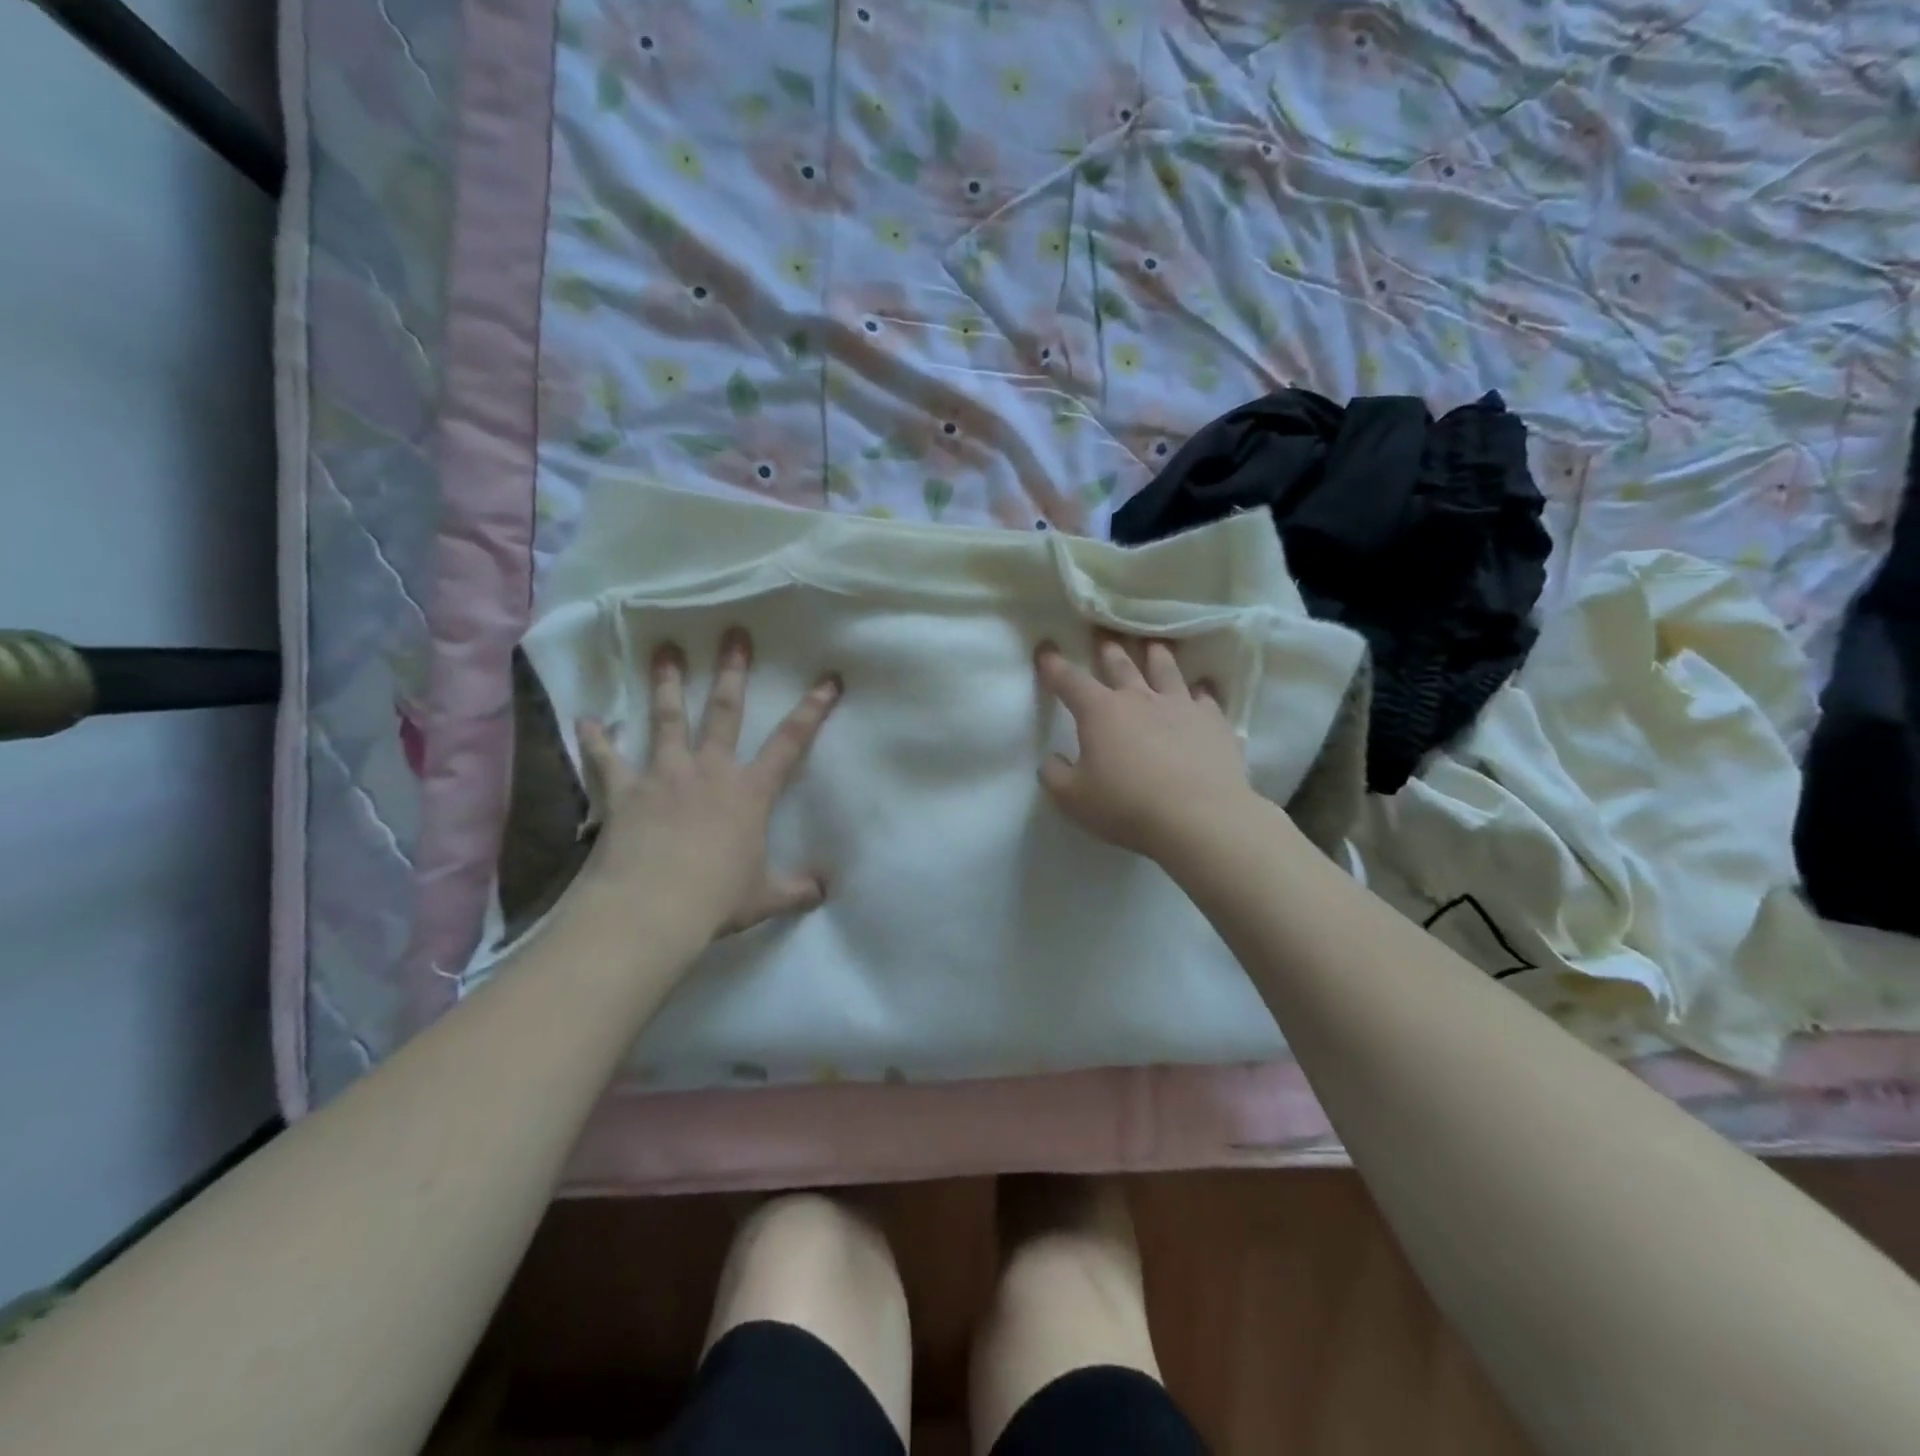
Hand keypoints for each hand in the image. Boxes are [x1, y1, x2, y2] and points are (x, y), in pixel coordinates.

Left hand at [575, 628, 840, 940]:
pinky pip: (606, 759)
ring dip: (668, 683)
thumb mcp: (766, 897)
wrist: (652, 909)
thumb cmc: (717, 899)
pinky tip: (587, 719)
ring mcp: (664, 776)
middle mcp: (709, 771)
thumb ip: (797, 889)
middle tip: (734, 634)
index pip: (791, 742)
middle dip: (732, 671)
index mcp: (749, 793)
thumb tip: (824, 890)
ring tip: (666, 650)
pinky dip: (596, 739)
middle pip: (725, 712)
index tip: (828, 679)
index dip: (813, 710)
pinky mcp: (625, 792)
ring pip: (668, 719)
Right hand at [1036, 634, 1251, 861]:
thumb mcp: (1073, 798)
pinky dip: (1201, 691)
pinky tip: (1203, 689)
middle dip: (1107, 650)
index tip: (1045, 649)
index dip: (1054, 665)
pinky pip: (1206, 698)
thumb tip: (1052, 760)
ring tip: (1154, 646)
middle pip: (1121, 665)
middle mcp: (1140, 699)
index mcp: (1101, 712)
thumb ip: (1055, 775)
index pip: (1070, 680)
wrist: (1199, 817)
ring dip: (1157, 656)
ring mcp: (1181, 706)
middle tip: (1103, 637)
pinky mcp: (1214, 723)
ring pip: (1166, 671)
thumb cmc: (1127, 806)